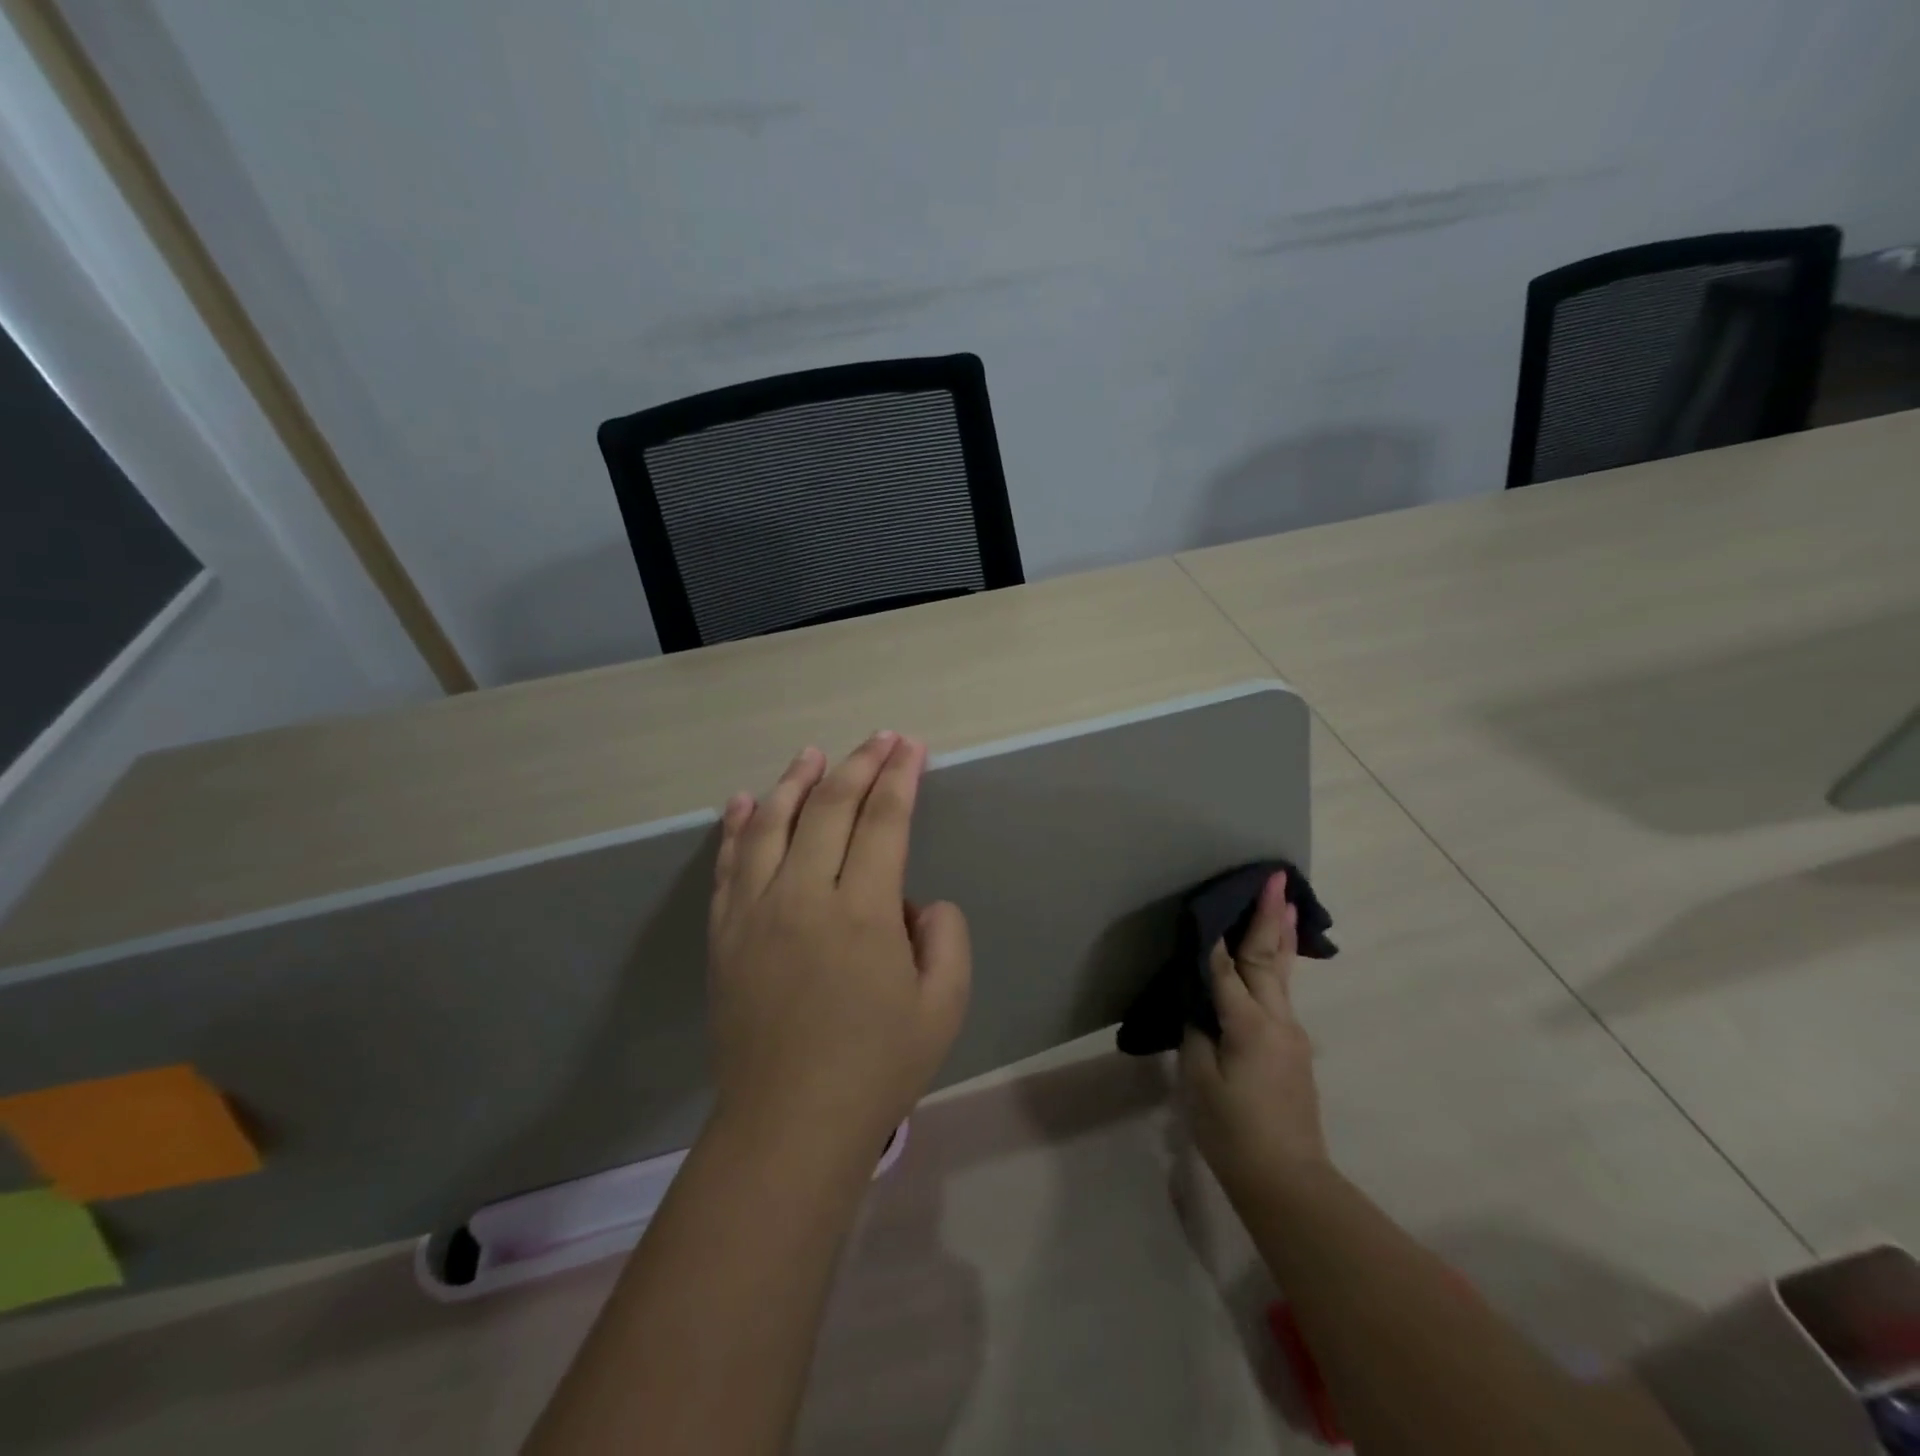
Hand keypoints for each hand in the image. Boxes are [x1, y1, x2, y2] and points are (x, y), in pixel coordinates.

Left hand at [707, 732, 971, 1167]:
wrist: (789, 1123)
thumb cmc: (876, 1067)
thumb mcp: (944, 1007)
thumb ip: (947, 938)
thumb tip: (918, 903)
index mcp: (863, 912)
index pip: (884, 821)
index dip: (900, 777)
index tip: (911, 747)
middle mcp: (804, 896)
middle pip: (830, 808)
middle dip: (860, 765)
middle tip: (879, 739)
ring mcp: (755, 911)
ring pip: (773, 824)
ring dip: (796, 782)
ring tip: (813, 754)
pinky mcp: (724, 933)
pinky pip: (730, 865)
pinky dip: (739, 827)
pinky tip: (745, 802)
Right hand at [1179, 871, 1330, 1201]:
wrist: (1288, 1183)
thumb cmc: (1232, 1132)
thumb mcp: (1199, 1080)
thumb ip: (1198, 1033)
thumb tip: (1201, 1004)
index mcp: (1248, 1025)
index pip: (1226, 969)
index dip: (1216, 935)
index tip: (1214, 899)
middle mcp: (1278, 1021)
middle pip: (1269, 959)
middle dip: (1270, 917)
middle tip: (1277, 878)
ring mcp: (1292, 1036)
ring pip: (1283, 975)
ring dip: (1281, 936)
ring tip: (1288, 904)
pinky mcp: (1294, 1051)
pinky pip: (1281, 997)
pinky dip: (1276, 967)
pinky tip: (1273, 961)